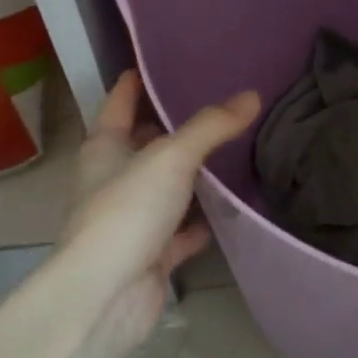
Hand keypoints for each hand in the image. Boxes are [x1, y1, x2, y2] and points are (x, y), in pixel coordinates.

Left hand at [55, 71, 260, 344]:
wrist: (107, 295)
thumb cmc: (127, 211)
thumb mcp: (172, 157)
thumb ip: (212, 126)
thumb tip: (252, 95)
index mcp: (105, 148)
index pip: (119, 102)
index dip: (136, 81)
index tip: (161, 61)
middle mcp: (114, 179)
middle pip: (145, 144)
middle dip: (175, 126)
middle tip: (218, 103)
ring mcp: (133, 218)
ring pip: (167, 187)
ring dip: (193, 175)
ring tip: (235, 149)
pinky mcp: (151, 253)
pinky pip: (182, 230)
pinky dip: (202, 221)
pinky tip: (231, 209)